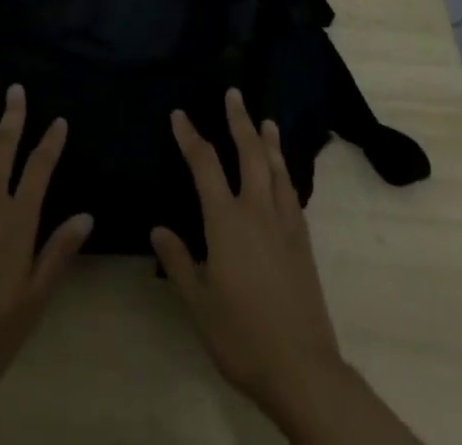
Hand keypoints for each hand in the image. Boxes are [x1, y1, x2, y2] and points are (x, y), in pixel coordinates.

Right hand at [153, 91, 422, 443]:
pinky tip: (283, 172)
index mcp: (226, 221)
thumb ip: (178, 261)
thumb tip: (158, 228)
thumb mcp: (199, 303)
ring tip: (265, 120)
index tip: (179, 115)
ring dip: (268, 140)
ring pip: (276, 168)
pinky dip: (285, 171)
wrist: (302, 368)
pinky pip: (292, 192)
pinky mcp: (303, 241)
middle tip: (234, 93)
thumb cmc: (242, 335)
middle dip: (239, 120)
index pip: (204, 165)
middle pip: (248, 153)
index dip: (190, 137)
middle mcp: (257, 210)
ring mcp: (284, 223)